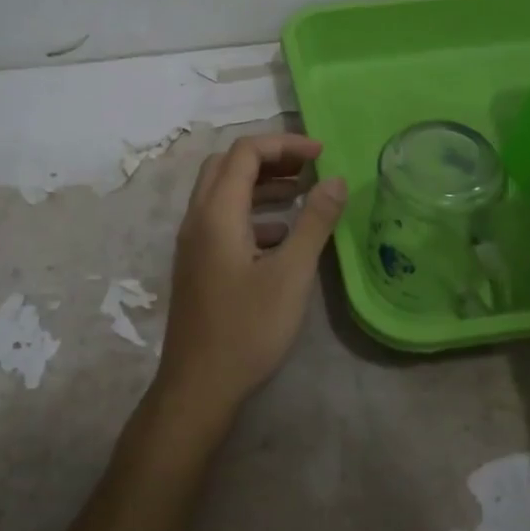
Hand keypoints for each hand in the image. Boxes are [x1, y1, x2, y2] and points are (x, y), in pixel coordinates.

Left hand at [155, 133, 347, 427]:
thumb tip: (336, 179)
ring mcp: (193, 242)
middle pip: (228, 165)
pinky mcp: (197, 262)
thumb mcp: (291, 275)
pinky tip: (282, 235)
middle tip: (308, 168)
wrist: (198, 386)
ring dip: (260, 184)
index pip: (245, 152)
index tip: (322, 154)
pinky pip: (222, 219)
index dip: (284, 144)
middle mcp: (198, 218)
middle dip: (269, 158)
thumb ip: (314, 222)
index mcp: (216, 213)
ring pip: (223, 192)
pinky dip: (252, 212)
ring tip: (302, 193)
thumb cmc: (247, 329)